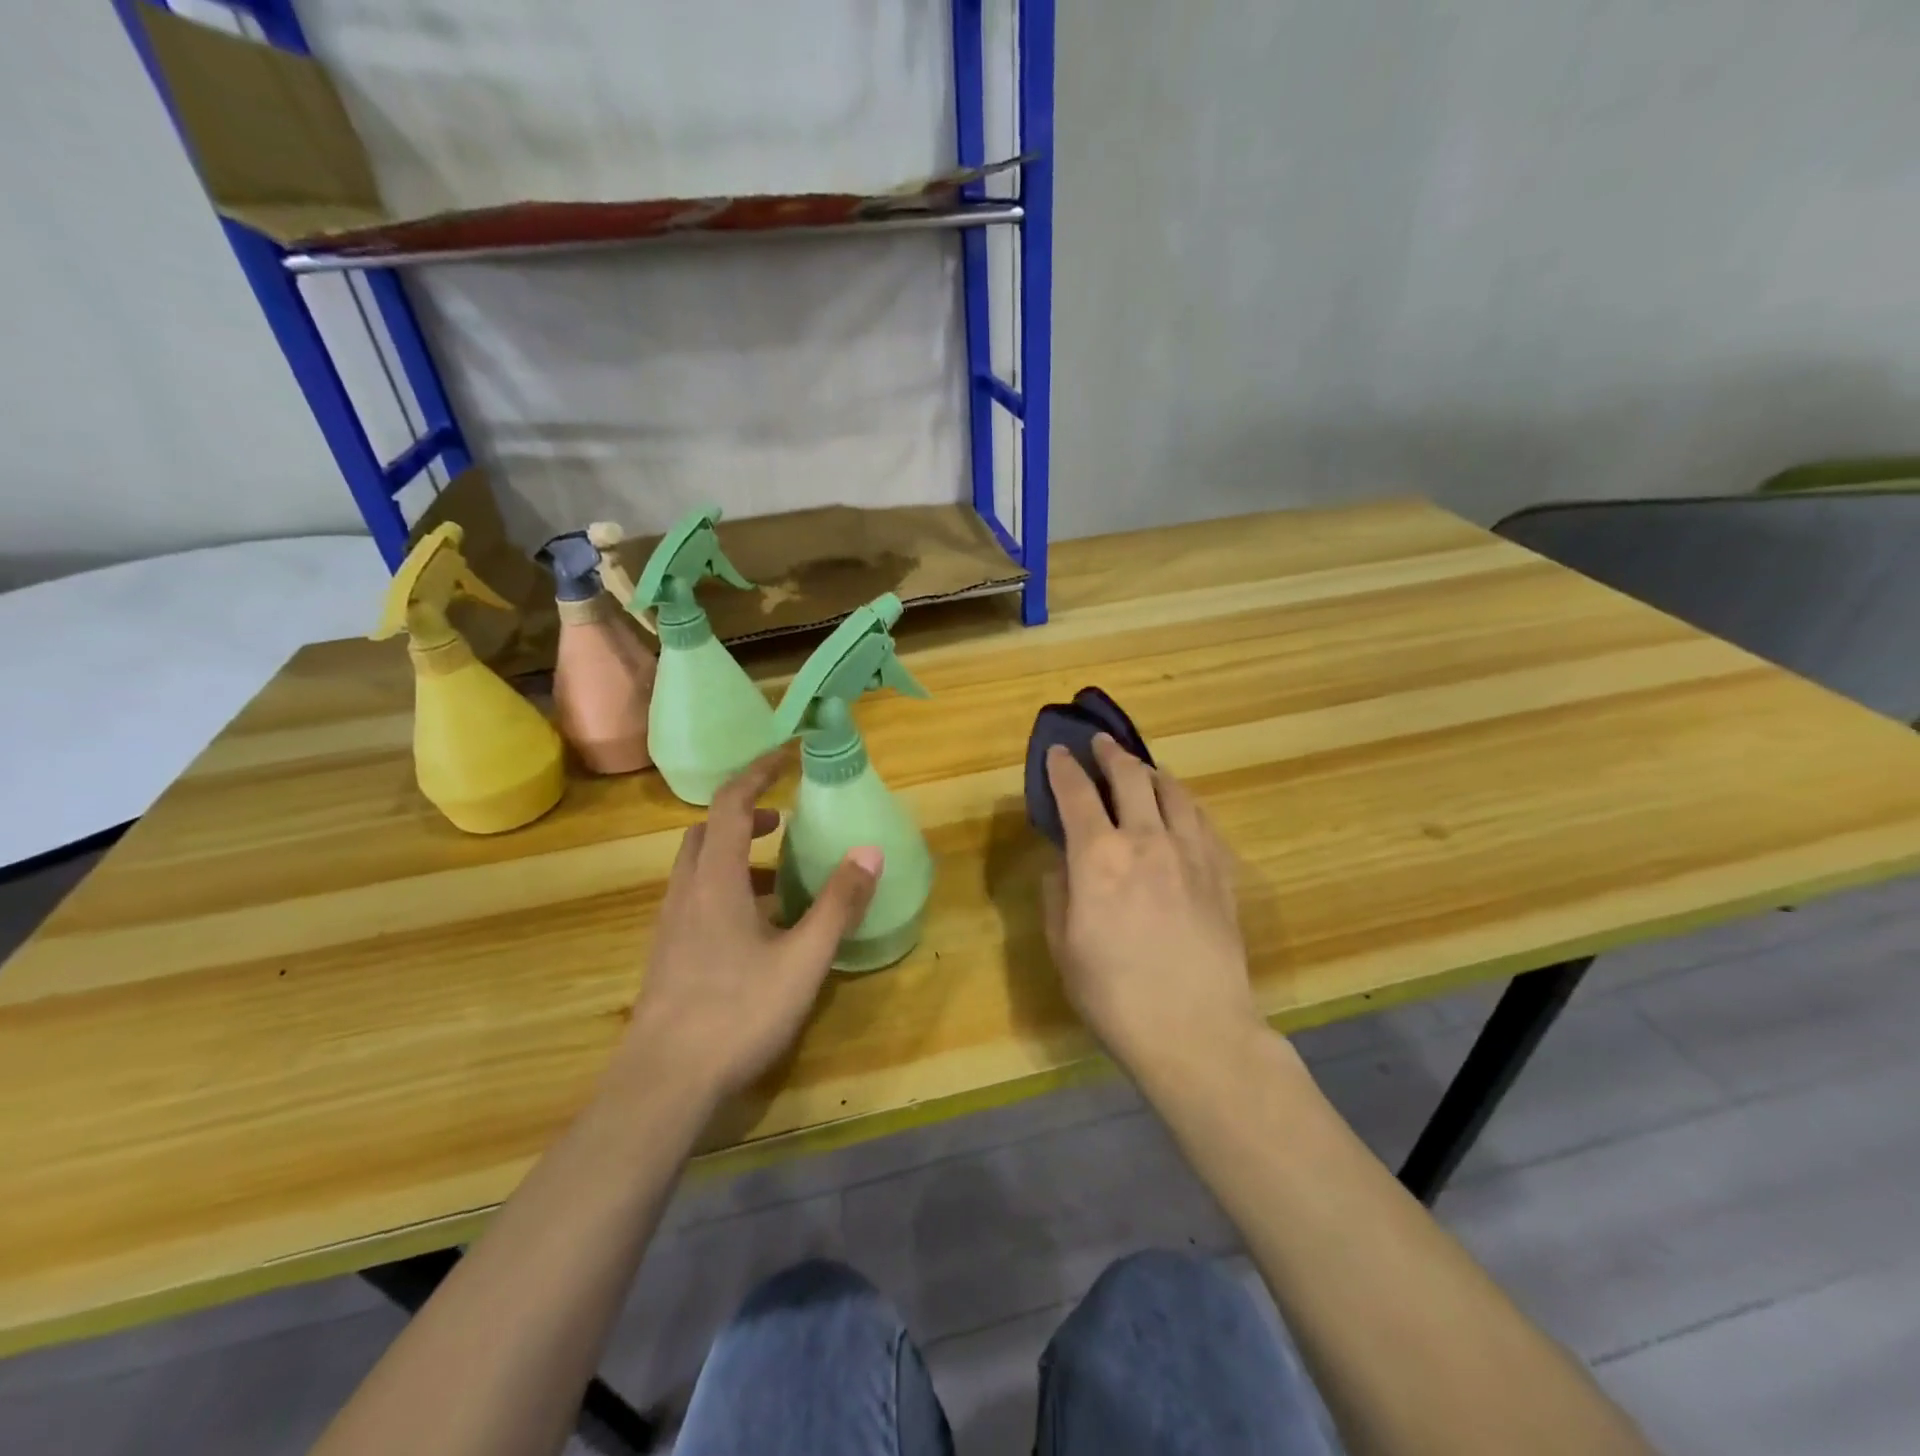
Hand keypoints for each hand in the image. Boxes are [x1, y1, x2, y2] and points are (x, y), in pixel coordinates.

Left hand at [618, 747, 881, 1102]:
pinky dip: (723, 889)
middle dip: (743, 815)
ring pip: (697, 868)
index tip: (786, 757)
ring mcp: (669, 926)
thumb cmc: (736, 1013)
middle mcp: (686, 892)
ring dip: (733, 856)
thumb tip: (870, 851)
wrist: (661, 1084)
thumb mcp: (803, 959)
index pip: (729, 804)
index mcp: (715, 880)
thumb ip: (838, 904)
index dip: (757, 773)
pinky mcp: (666, 955)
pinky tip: (753, 931)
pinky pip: (694, 900)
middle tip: (782, 821)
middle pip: (705, 832)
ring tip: (777, 879)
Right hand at [1042, 735, 1262, 1083]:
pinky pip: (1203, 820)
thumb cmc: (1115, 996)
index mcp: (1098, 857)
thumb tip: (1062, 865)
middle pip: (1130, 777)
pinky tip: (1182, 809)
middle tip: (1100, 744)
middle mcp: (1146, 840)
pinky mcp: (1222, 872)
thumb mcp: (1064, 948)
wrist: (1197, 1031)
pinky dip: (1186, 803)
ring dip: (1152, 772)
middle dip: (1110, 754)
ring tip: (1143, 769)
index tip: (1057, 753)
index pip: (1076, 793)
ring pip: (1173, 791)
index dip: (1063, 768)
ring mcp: (1191, 852)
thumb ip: (1058, 895)